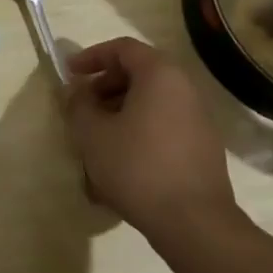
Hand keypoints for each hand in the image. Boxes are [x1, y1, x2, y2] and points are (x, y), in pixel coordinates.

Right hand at [66, 36, 241, 247]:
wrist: (194, 224)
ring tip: (96, 138)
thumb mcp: (91, 133)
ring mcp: (198, 121)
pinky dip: (138, 130)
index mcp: (160, 76)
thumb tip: (77, 91)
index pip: (123, 48)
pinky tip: (119, 161)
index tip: (70, 73)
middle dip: (104, 86)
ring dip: (119, 111)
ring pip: (150, 102)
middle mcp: (185, 90)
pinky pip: (163, 125)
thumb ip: (78, 104)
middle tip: (82, 106)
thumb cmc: (137, 166)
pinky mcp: (202, 149)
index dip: (92, 56)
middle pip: (139, 74)